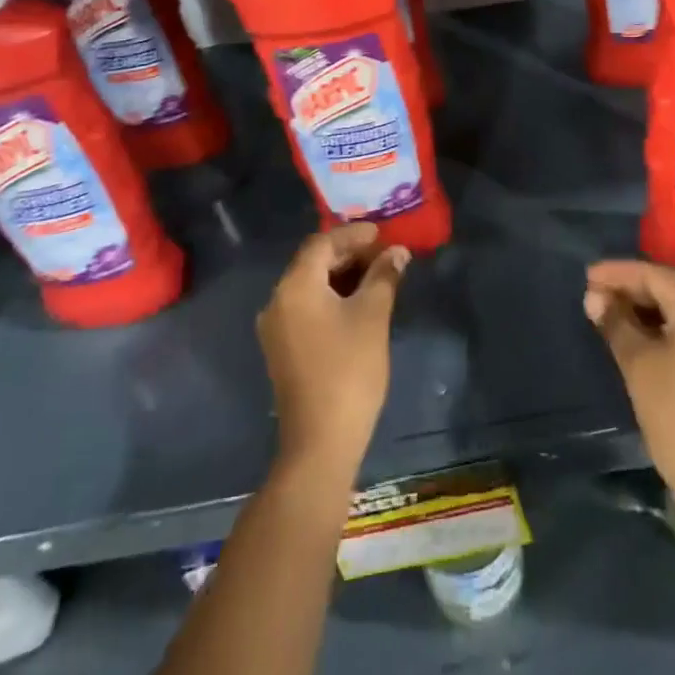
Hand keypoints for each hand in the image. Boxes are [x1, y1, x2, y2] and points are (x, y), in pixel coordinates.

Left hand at [258, 223, 409, 483]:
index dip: (353, 234)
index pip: (322, 243)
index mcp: (295, 286)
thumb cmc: (349, 370)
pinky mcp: (283, 350)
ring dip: (342, 275)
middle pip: (314, 262)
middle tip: (384, 253)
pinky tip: (358, 303)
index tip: (383, 232)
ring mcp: (277, 328)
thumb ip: (384, 276)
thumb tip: (397, 252)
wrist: (320, 442)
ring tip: (378, 275)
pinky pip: (307, 307)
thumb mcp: (373, 315)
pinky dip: (332, 297)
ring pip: (311, 286)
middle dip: (349, 253)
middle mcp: (277, 301)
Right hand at [585, 260, 674, 533]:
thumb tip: (596, 299)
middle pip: (669, 289)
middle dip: (630, 291)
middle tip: (594, 299)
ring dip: (647, 311)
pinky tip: (640, 338)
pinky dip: (666, 329)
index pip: (652, 275)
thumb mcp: (639, 367)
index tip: (585, 278)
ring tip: (611, 317)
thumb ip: (615, 324)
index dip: (616, 274)